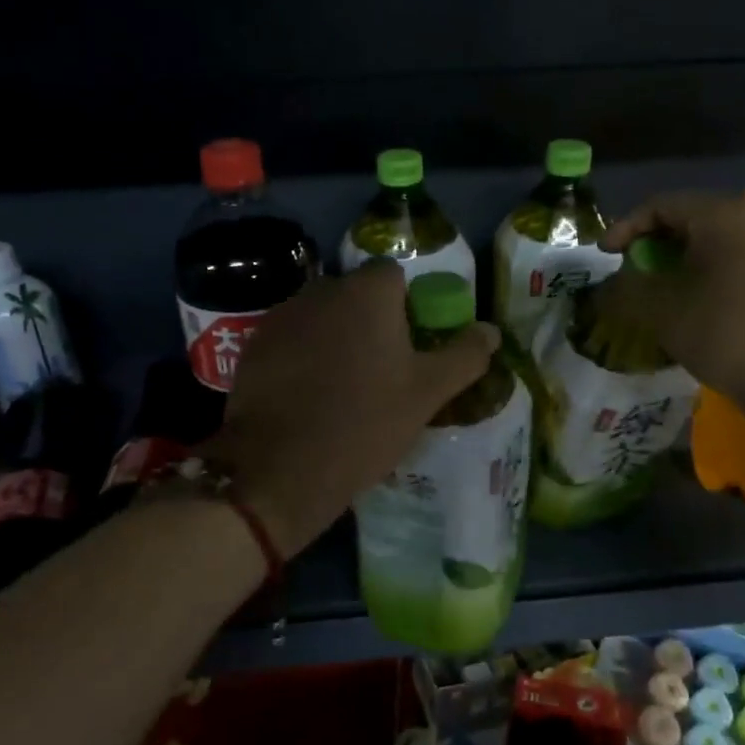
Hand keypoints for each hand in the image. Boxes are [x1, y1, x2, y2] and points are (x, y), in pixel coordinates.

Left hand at [201, 261, 499, 558]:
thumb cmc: (365, 423)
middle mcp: (321, 290)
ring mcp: (282, 316)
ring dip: (334, 339)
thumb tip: (491, 331)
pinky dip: (303, 357)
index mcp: (367, 293)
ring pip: (321, 318)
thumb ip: (464, 356)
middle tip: (381, 371)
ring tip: (342, 388)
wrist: (280, 468)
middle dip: (370, 323)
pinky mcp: (253, 346)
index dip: (407, 308)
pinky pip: (291, 341)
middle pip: (356, 296)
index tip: (410, 347)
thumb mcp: (427, 393)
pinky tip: (307, 397)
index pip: (394, 277)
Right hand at [599, 191, 744, 402]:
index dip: (626, 227)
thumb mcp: (663, 311)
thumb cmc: (726, 334)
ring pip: (717, 242)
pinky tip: (699, 306)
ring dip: (682, 261)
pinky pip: (739, 261)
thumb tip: (614, 283)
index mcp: (722, 217)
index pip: (662, 204)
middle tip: (631, 271)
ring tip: (661, 291)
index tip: (604, 256)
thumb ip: (629, 288)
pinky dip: (709, 274)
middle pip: (692, 218)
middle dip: (654, 243)